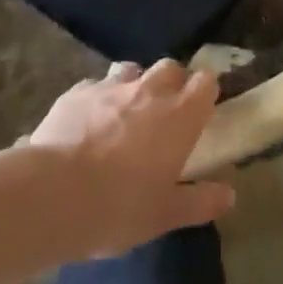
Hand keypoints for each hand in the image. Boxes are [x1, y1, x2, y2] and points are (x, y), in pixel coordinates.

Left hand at [22, 60, 235, 259]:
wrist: (52, 194)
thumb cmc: (119, 207)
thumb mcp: (164, 215)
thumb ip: (199, 202)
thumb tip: (230, 195)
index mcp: (180, 115)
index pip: (206, 82)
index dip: (204, 93)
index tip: (200, 111)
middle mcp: (150, 90)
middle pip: (170, 68)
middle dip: (171, 83)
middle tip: (164, 113)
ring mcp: (111, 86)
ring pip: (132, 70)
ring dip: (134, 85)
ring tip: (124, 113)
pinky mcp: (77, 91)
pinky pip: (95, 85)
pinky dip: (98, 98)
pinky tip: (87, 122)